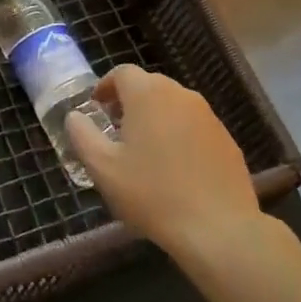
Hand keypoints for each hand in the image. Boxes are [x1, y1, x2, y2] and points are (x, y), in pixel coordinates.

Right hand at [67, 65, 260, 263]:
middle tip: (116, 131)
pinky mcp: (226, 138)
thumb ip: (82, 135)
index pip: (122, 72)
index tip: (97, 110)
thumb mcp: (103, 168)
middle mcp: (180, 94)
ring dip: (155, 117)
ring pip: (173, 104)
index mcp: (148, 94)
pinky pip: (194, 125)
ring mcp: (208, 115)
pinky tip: (175, 168)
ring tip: (144, 151)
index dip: (106, 87)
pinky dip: (179, 134)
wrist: (218, 228)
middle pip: (149, 85)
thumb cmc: (152, 194)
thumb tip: (74, 116)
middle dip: (129, 101)